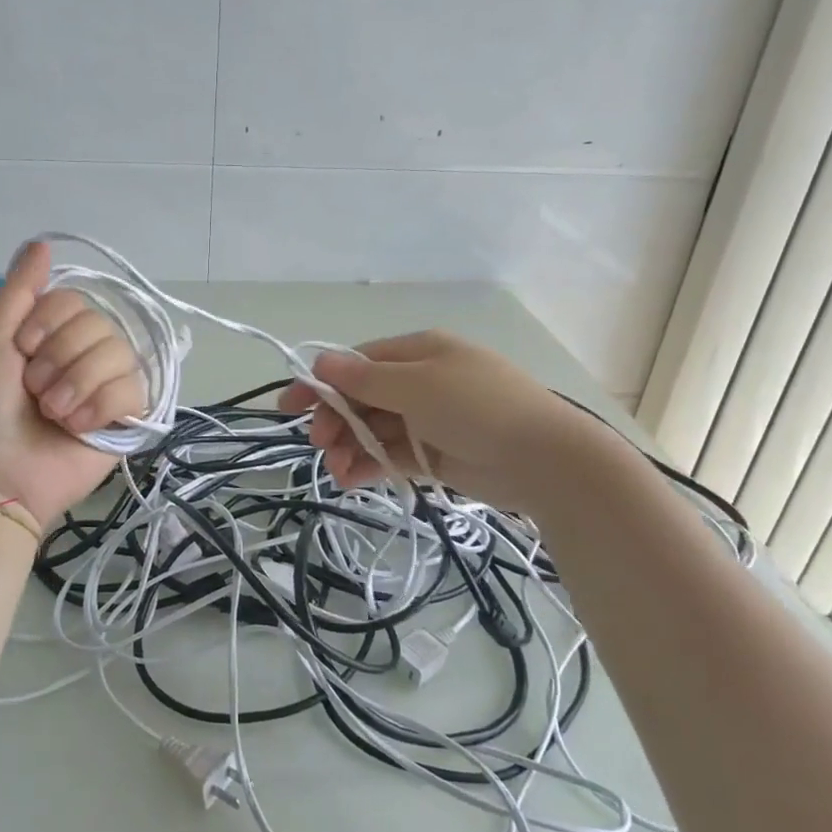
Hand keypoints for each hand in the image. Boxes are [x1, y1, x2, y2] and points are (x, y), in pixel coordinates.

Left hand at [0, 242, 143, 525]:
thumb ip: (18, 292)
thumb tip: (42, 241)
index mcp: (51, 336)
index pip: (76, 300)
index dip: (48, 323)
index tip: (23, 352)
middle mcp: (82, 355)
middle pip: (99, 324)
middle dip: (59, 360)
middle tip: (35, 393)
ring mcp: (107, 387)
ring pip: (119, 353)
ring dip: (77, 385)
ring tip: (54, 415)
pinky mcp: (127, 418)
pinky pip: (134, 389)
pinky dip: (101, 406)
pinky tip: (78, 428)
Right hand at [279, 330, 568, 510]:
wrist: (543, 460)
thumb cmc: (477, 408)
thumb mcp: (417, 385)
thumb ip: (365, 379)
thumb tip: (321, 363)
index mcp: (418, 352)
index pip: (358, 363)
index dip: (321, 383)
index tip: (288, 407)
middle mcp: (420, 381)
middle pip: (362, 397)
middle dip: (336, 419)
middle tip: (319, 444)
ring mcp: (427, 419)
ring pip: (373, 428)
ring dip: (349, 446)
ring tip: (337, 470)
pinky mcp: (434, 453)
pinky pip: (391, 454)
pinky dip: (369, 464)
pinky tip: (351, 479)